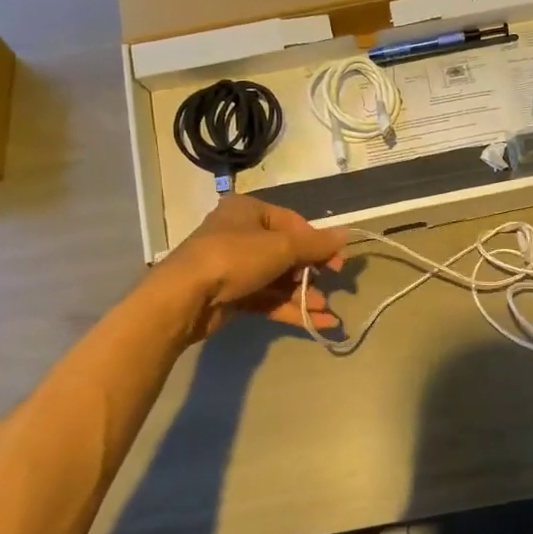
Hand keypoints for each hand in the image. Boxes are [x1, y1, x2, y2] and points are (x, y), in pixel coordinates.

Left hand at [156, 195, 347, 340]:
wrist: (186, 298)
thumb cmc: (234, 258)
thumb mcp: (281, 247)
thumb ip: (316, 244)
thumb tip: (346, 235)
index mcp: (249, 211)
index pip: (293, 223)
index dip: (318, 242)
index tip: (338, 262)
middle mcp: (241, 235)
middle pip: (286, 252)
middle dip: (311, 272)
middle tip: (333, 285)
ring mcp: (235, 267)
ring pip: (278, 279)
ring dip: (304, 294)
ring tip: (326, 309)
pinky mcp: (232, 296)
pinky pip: (268, 299)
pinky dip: (291, 309)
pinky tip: (317, 322)